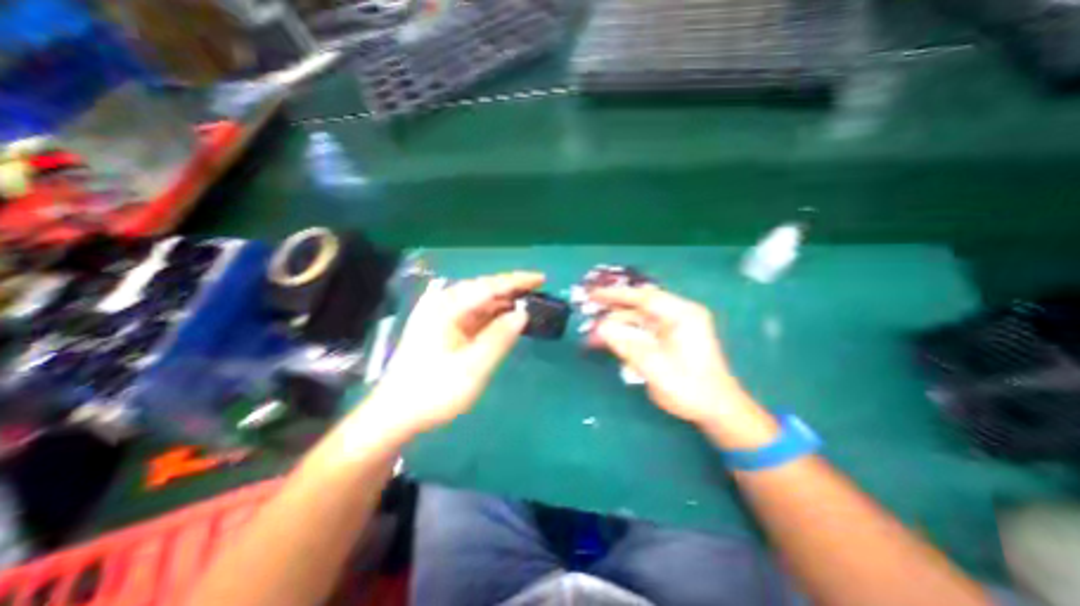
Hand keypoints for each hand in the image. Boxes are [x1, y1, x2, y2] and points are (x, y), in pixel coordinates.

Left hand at [369, 271, 538, 435]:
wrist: (397, 414)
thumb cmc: (435, 390)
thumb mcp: (474, 366)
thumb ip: (500, 337)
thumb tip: (522, 313)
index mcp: (447, 307)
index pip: (489, 286)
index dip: (517, 281)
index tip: (541, 279)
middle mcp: (442, 304)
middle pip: (483, 289)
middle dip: (511, 289)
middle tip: (537, 291)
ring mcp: (440, 315)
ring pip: (479, 301)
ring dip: (502, 302)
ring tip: (527, 303)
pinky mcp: (442, 327)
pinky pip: (472, 314)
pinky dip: (491, 315)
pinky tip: (505, 318)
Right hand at [588, 287, 781, 445]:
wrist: (716, 409)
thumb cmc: (689, 387)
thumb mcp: (653, 365)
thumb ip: (625, 344)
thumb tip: (600, 327)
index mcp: (682, 314)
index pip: (643, 297)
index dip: (616, 295)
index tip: (593, 294)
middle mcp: (679, 314)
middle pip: (640, 305)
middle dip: (614, 309)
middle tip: (590, 310)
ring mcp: (676, 325)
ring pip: (639, 318)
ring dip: (617, 325)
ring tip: (595, 335)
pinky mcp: (671, 337)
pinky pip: (643, 329)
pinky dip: (626, 334)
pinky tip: (611, 341)